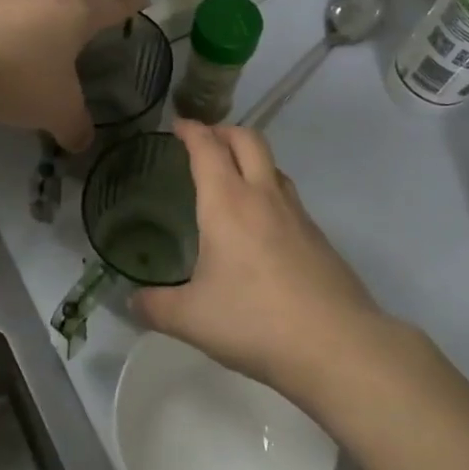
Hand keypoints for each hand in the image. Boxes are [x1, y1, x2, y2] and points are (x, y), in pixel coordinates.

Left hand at [0, 0, 147, 150]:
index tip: (143, 0)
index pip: (115, 1)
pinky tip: (18, 27)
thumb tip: (82, 143)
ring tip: (65, 9)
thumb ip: (76, 126)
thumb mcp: (56, 111)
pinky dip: (27, 9)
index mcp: (79, 10)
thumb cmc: (18, 80)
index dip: (132, 2)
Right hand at [134, 121, 387, 393]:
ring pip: (273, 165)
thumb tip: (132, 302)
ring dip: (251, 159)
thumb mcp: (191, 319)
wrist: (336, 344)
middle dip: (224, 131)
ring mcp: (297, 214)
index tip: (179, 125)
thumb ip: (155, 306)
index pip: (208, 148)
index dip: (192, 131)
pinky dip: (269, 191)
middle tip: (205, 141)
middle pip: (248, 140)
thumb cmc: (254, 321)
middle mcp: (263, 196)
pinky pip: (288, 197)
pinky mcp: (318, 236)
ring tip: (233, 178)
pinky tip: (262, 225)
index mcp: (227, 203)